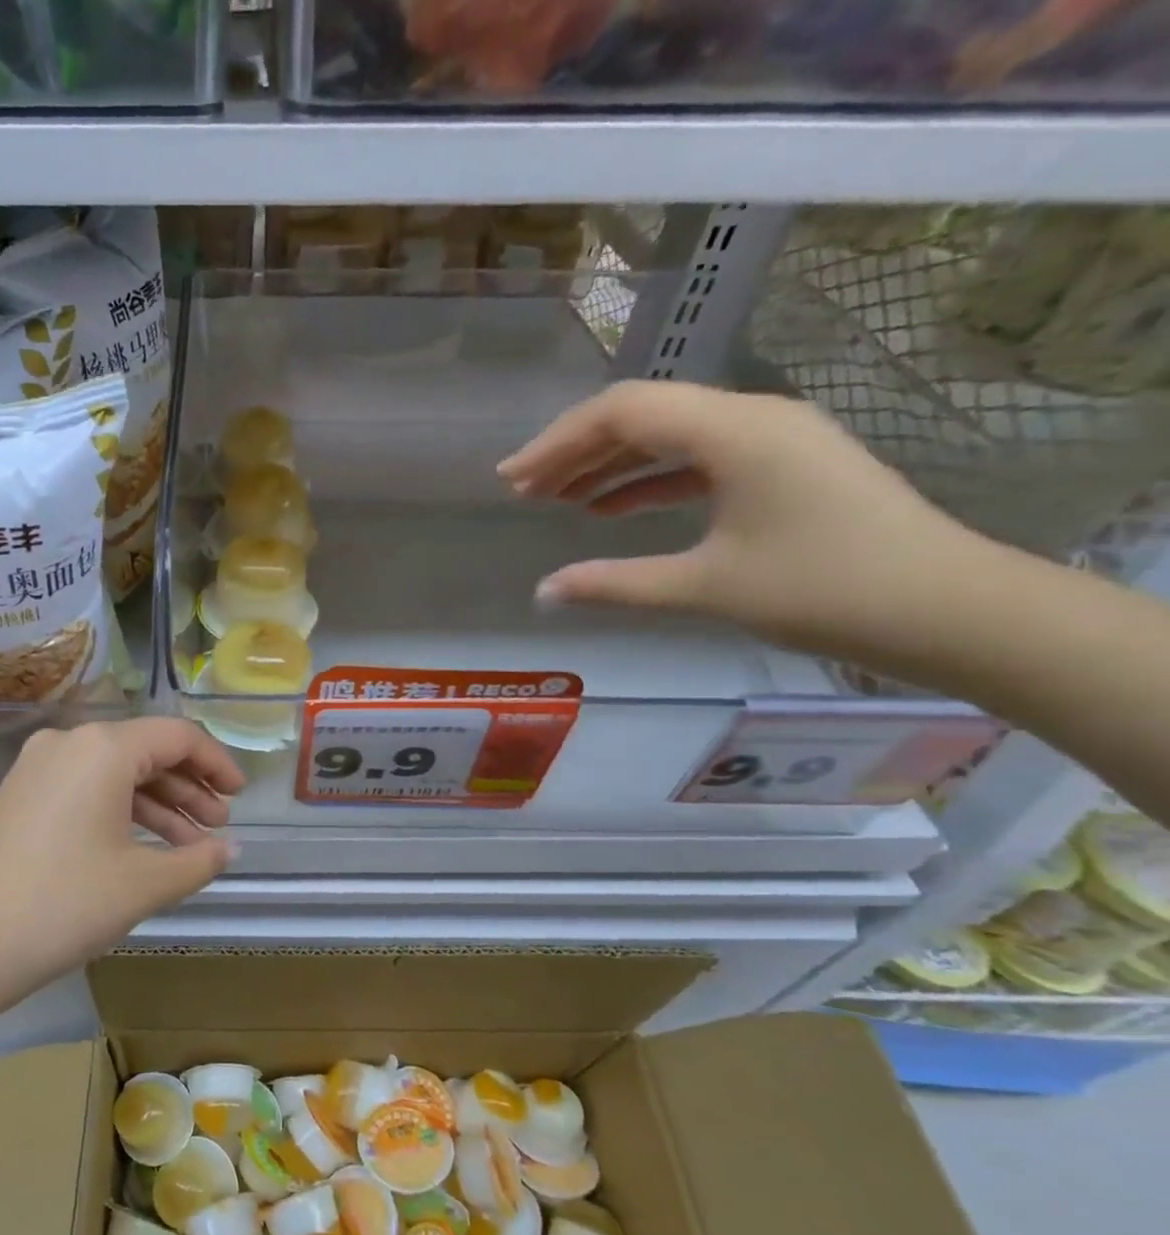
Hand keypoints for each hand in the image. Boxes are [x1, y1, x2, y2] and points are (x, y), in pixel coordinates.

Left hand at [0, 718, 244, 1010]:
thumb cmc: (62, 904)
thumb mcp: (142, 884)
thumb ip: (197, 861)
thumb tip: (230, 849)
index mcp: (102, 748)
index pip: (178, 736)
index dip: (217, 763)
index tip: (240, 796)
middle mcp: (67, 744)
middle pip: (145, 751)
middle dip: (189, 788)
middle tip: (217, 827)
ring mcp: (36, 769)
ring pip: (114, 774)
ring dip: (157, 805)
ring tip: (189, 847)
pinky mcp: (18, 797)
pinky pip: (85, 791)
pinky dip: (120, 814)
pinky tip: (142, 850)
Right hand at [497, 381, 983, 662]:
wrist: (942, 606)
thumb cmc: (821, 589)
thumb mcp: (704, 587)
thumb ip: (614, 584)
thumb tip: (543, 591)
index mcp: (734, 430)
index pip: (623, 412)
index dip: (557, 442)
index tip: (510, 479)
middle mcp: (752, 417)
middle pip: (643, 414)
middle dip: (575, 450)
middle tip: (522, 490)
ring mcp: (771, 440)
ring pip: (668, 435)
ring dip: (607, 464)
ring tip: (554, 499)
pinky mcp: (781, 466)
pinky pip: (697, 459)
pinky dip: (648, 480)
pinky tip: (610, 509)